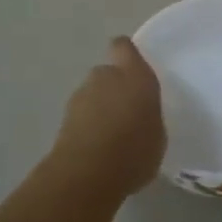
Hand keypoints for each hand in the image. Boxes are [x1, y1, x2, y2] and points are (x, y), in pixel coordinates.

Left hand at [48, 37, 166, 199]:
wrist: (87, 174)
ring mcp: (81, 96)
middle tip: (127, 112)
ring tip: (112, 136)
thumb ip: (148, 115)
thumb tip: (140, 115)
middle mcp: (105, 77)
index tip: (134, 69)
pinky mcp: (63, 118)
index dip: (127, 55)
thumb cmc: (135, 150)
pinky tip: (98, 149)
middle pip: (107, 72)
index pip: (124, 47)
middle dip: (114, 87)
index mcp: (135, 75)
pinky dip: (87, 125)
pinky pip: (82, 115)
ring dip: (100, 107)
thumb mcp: (158, 134)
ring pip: (92, 94)